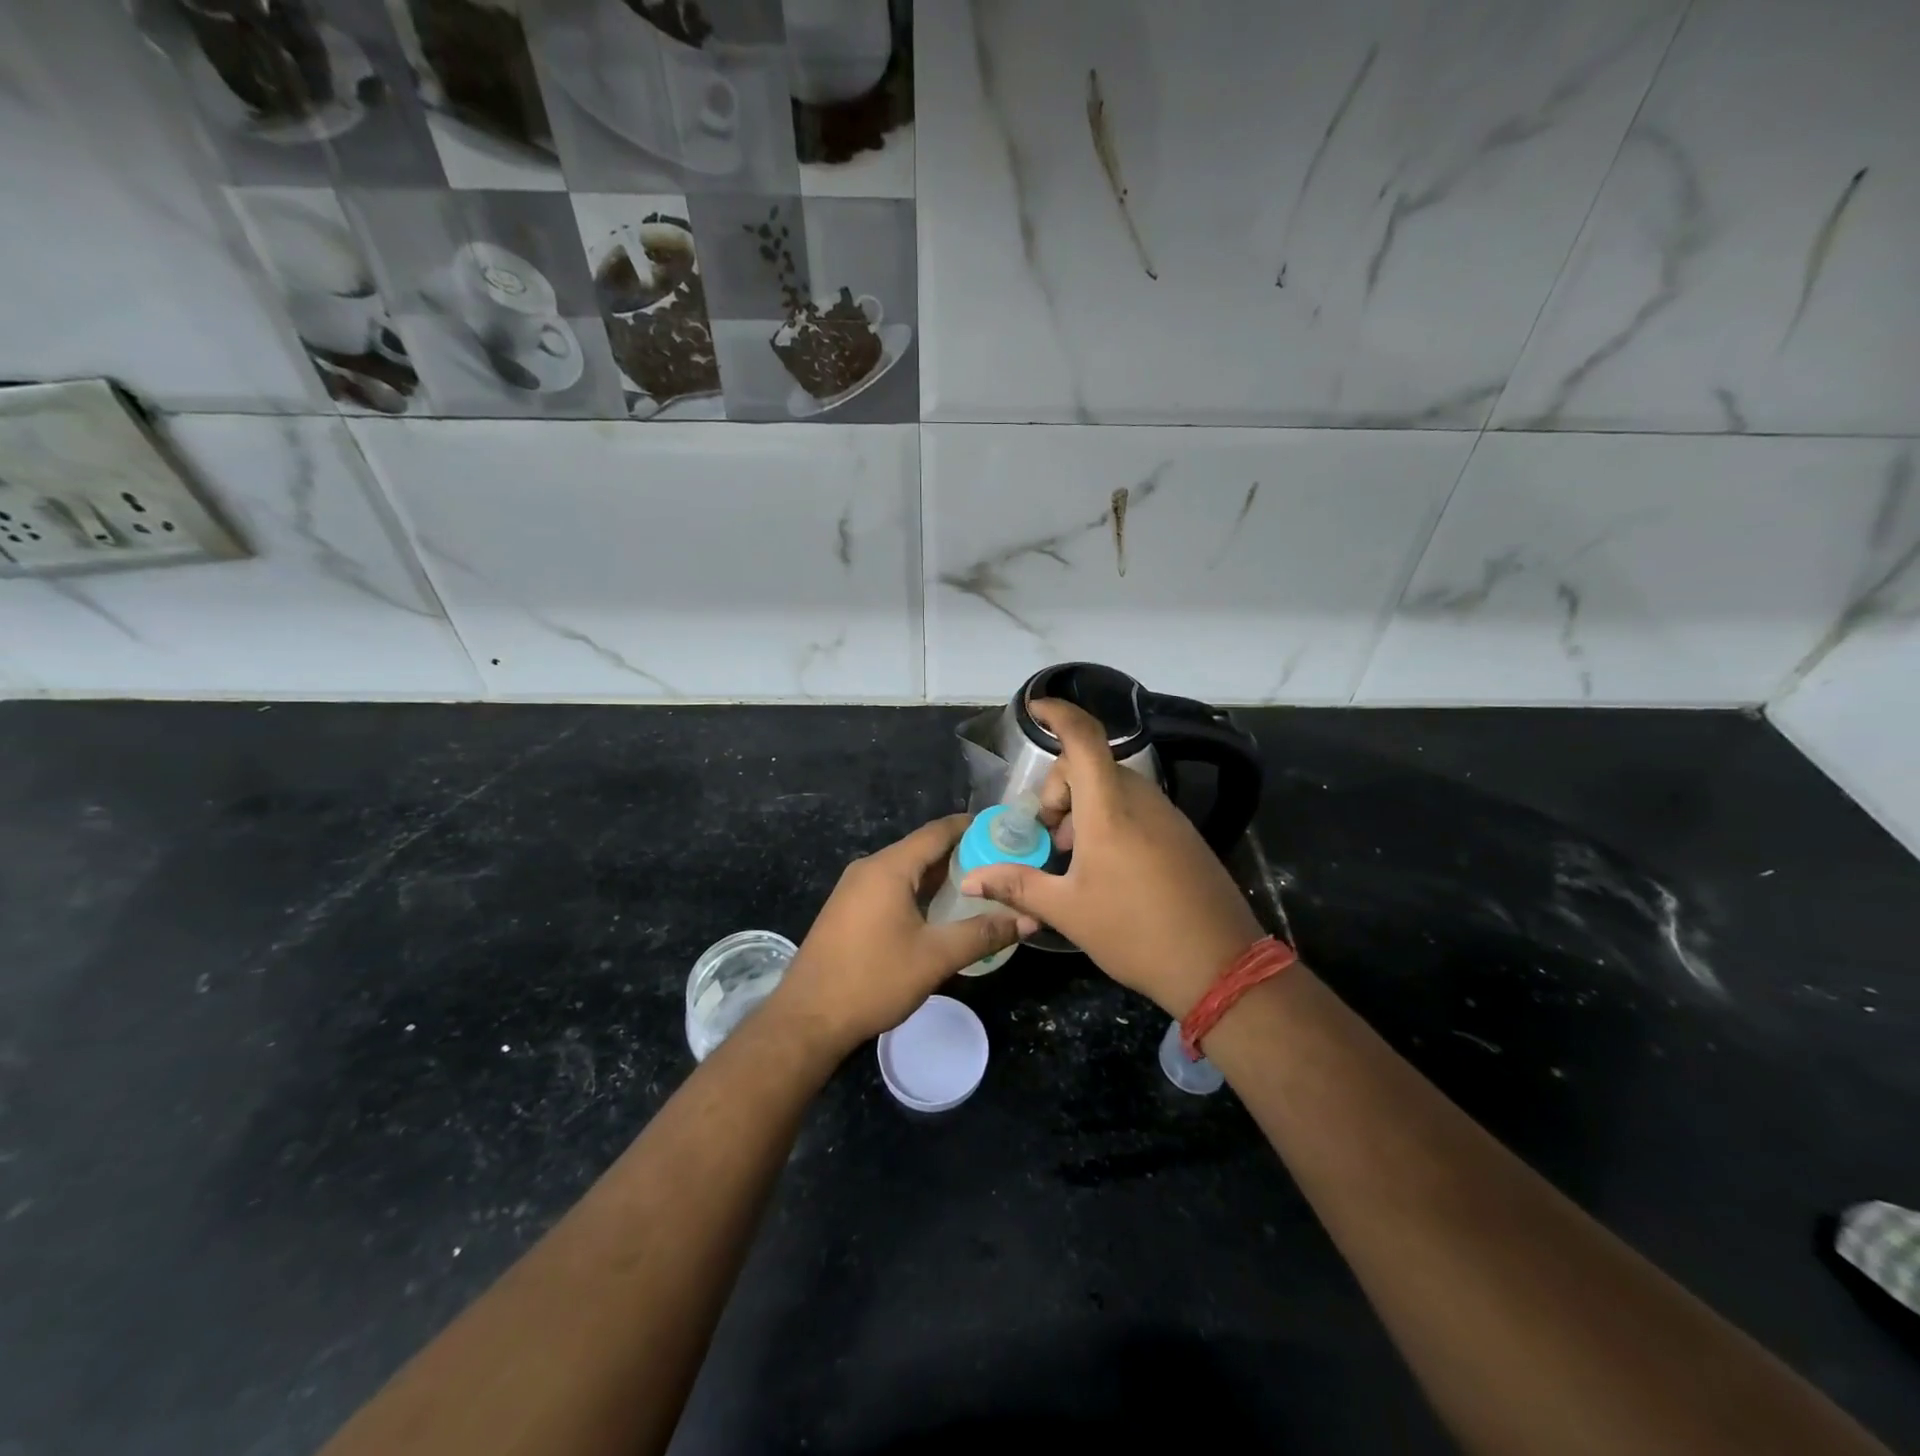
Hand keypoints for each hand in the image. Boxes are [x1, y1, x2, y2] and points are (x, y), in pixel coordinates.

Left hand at [770, 815, 1039, 1059]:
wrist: (807, 1019)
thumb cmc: (873, 980)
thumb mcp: (935, 957)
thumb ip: (983, 934)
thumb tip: (1028, 919)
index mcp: (889, 868)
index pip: (937, 832)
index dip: (971, 826)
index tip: (1005, 829)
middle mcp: (869, 868)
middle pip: (922, 849)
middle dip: (961, 853)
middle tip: (1001, 862)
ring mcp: (854, 889)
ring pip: (906, 870)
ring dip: (940, 875)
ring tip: (980, 885)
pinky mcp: (848, 910)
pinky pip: (891, 887)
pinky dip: (919, 891)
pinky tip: (940, 911)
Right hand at [961, 700, 1261, 1016]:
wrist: (1220, 966)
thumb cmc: (1135, 932)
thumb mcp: (1067, 911)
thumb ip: (1017, 885)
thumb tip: (971, 878)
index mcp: (1109, 808)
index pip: (1084, 738)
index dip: (1058, 713)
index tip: (1033, 708)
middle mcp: (1140, 799)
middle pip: (1090, 766)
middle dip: (1058, 790)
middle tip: (1048, 837)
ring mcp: (1167, 815)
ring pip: (1113, 787)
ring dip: (1083, 808)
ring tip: (1072, 858)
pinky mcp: (1182, 834)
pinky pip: (1135, 807)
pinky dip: (1109, 819)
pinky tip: (1105, 867)